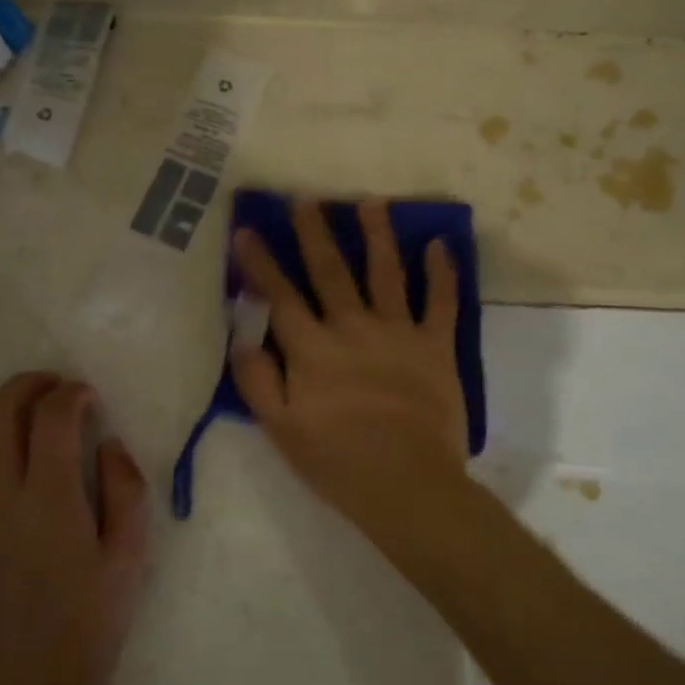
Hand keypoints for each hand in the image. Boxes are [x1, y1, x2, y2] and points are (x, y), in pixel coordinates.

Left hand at [0, 374, 150, 684]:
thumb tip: (108, 444)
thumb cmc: (85, 628)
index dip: (72, 394)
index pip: (51, 417)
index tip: (88, 398)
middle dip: (27, 385)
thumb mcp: (128, 560)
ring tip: (12, 411)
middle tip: (53, 388)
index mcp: (48, 498)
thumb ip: (126, 491)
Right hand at [230, 198, 470, 537]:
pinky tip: (439, 245)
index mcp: (313, 349)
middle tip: (307, 200)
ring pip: (385, 273)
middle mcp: (353, 328)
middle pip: (331, 272)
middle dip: (315, 233)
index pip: (281, 296)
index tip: (247, 230)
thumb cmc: (338, 460)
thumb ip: (258, 382)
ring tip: (371, 203)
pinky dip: (441, 273)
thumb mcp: (281, 430)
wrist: (407, 484)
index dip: (261, 263)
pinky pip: (440, 302)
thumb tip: (242, 339)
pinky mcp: (435, 346)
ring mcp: (398, 333)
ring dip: (377, 236)